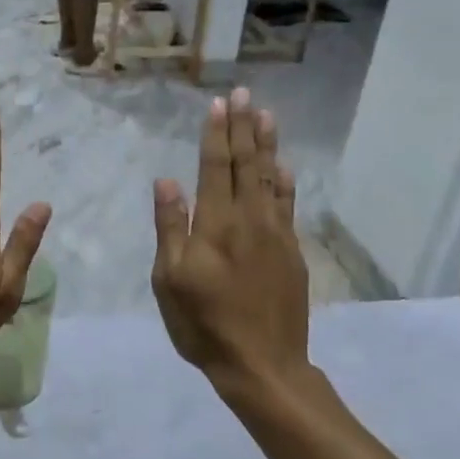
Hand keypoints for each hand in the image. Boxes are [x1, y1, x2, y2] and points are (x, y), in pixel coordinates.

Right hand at [152, 89, 309, 394]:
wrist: (263, 364)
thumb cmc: (204, 325)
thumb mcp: (170, 280)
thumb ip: (171, 227)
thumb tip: (167, 181)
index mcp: (216, 225)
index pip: (216, 168)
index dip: (217, 134)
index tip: (219, 104)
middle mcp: (250, 220)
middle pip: (247, 165)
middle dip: (243, 128)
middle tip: (244, 94)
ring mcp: (276, 235)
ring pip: (271, 179)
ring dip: (267, 145)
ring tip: (267, 115)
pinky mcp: (291, 252)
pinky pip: (288, 205)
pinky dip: (286, 182)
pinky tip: (285, 167)